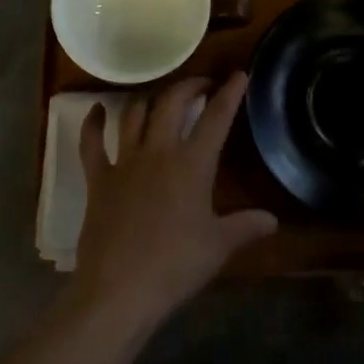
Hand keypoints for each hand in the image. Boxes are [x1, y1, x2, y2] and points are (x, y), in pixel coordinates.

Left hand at [69, 73, 277, 332]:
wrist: (119, 289)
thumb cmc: (174, 267)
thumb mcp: (218, 247)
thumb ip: (245, 227)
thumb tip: (273, 220)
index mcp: (192, 164)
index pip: (216, 119)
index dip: (229, 94)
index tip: (238, 74)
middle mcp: (158, 151)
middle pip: (172, 103)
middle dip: (189, 86)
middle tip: (201, 85)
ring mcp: (124, 161)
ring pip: (135, 114)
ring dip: (149, 99)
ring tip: (160, 97)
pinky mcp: (98, 178)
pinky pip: (91, 142)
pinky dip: (92, 123)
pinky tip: (96, 110)